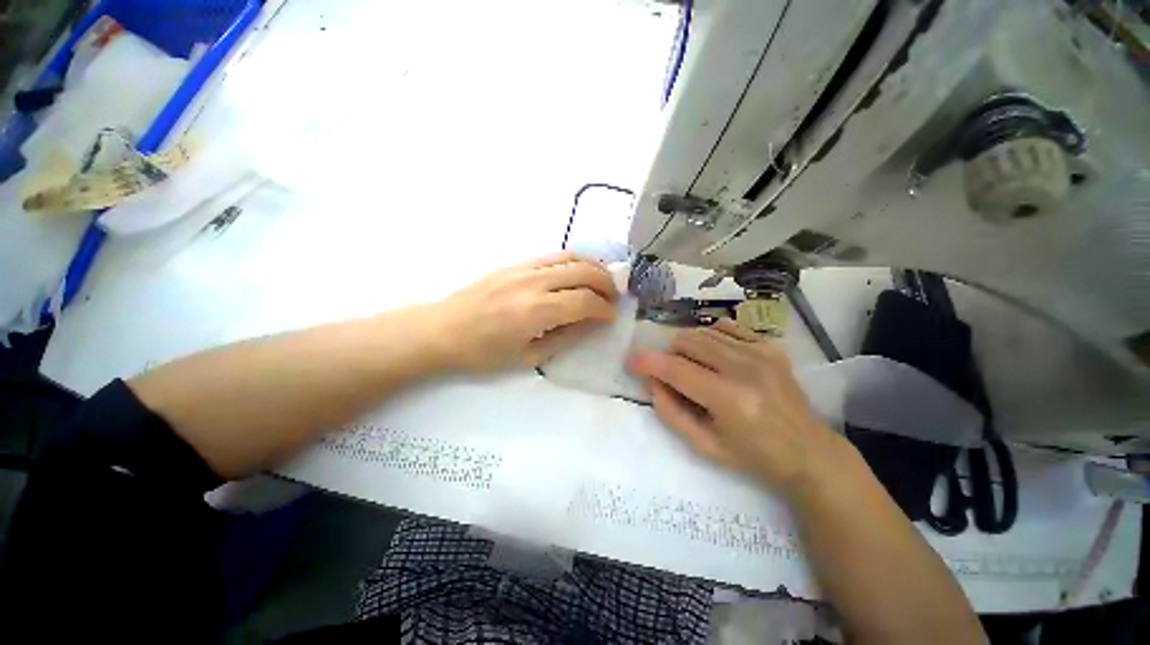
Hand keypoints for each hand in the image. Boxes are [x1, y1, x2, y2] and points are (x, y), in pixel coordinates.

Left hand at [428, 252, 617, 371]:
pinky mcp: (515, 262)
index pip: (585, 302)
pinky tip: (579, 270)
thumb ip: (564, 338)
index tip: (611, 316)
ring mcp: (524, 268)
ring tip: (603, 279)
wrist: (442, 330)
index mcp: (537, 311)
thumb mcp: (528, 357)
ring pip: (571, 257)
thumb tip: (590, 324)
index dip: (604, 309)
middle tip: (614, 296)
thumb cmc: (483, 353)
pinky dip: (574, 260)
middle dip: (606, 284)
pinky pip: (553, 255)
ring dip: (594, 267)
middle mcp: (534, 282)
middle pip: (584, 272)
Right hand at [627, 319, 845, 492]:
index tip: (631, 362)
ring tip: (690, 365)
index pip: (676, 369)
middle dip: (668, 353)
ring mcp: (761, 353)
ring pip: (704, 331)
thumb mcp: (704, 446)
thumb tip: (652, 382)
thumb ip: (671, 413)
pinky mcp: (770, 346)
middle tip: (668, 372)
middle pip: (688, 341)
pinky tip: (711, 353)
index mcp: (730, 400)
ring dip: (686, 345)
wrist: (808, 451)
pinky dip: (710, 336)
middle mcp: (746, 369)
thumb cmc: (753, 455)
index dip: (648, 363)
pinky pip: (727, 327)